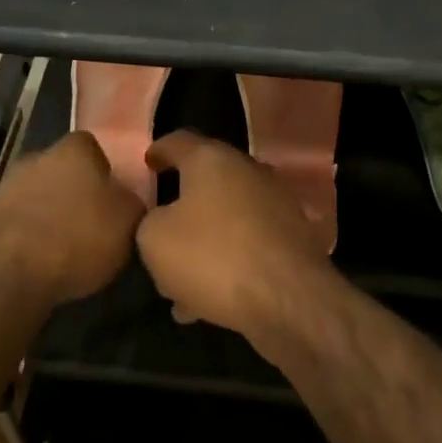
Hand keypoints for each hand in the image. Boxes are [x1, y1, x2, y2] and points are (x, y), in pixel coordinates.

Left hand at [0, 131, 144, 306]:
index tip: (113, 198)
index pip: (93, 147)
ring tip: (67, 248)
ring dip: (51, 214)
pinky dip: (30, 235)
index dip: (105, 172)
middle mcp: (38, 157)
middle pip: (64, 170)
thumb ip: (132, 203)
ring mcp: (7, 185)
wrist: (9, 272)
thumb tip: (126, 199)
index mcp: (74, 149)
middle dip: (76, 192)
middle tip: (93, 223)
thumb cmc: (78, 238)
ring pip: (40, 194)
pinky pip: (20, 220)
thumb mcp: (128, 223)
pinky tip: (42, 260)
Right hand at [135, 130, 334, 343]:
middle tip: (160, 227)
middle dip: (182, 206)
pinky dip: (226, 264)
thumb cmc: (213, 257)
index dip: (159, 151)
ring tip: (177, 281)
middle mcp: (248, 172)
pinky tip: (206, 300)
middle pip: (207, 182)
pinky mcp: (293, 239)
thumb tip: (163, 220)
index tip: (148, 162)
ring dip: (203, 244)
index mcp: (212, 160)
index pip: (179, 141)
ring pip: (227, 220)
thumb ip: (150, 221)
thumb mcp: (154, 240)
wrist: (289, 300)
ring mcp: (276, 205)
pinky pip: (248, 245)